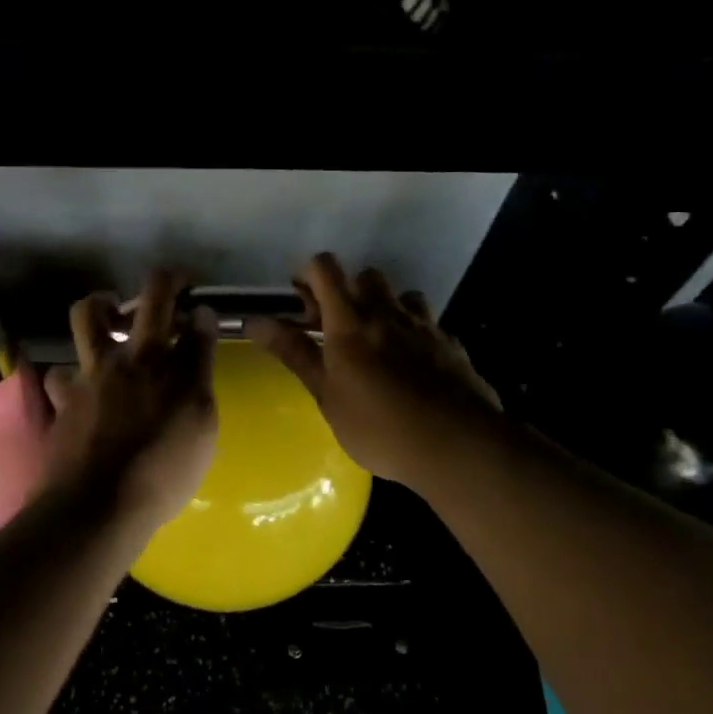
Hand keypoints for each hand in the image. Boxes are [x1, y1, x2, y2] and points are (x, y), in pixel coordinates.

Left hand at [41, 270, 218, 542]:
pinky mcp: (62, 400)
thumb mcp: (201, 425)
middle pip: (147, 300)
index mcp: (166, 365)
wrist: (97, 506)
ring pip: (88, 317)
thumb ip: (201, 371)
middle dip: (163, 283)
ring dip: (102, 309)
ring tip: (110, 324)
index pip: (192, 318)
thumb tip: (201, 325)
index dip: (200, 307)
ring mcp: (90, 375)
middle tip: (166, 289)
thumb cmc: (163, 471)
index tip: (202, 312)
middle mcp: (128, 358)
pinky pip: (62, 373)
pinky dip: (73, 376)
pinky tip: (81, 393)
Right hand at [250, 253, 500, 492]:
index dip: (308, 274)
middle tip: (335, 327)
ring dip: (385, 307)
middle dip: (347, 291)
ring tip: (377, 342)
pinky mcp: (451, 344)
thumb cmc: (378, 427)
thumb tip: (255, 321)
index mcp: (349, 322)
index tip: (300, 300)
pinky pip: (428, 323)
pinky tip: (413, 363)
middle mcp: (387, 313)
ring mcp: (424, 326)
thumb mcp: (327, 395)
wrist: (457, 445)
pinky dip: (415, 332)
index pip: (325, 268)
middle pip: (365, 276)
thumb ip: (295, 353)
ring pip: (401, 295)